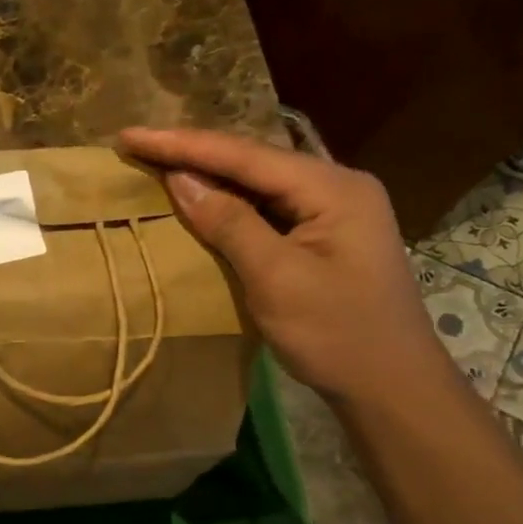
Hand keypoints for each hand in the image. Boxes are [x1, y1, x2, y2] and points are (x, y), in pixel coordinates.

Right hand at [119, 127, 449, 405]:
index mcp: (333, 187)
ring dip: (209, 172)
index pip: (245, 155)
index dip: (183, 144)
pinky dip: (229, 201)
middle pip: (253, 159)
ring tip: (158, 160)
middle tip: (137, 143)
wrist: (392, 388)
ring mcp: (334, 209)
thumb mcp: (276, 279)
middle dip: (193, 151)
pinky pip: (267, 205)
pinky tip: (200, 196)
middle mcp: (337, 185)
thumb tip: (180, 178)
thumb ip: (229, 222)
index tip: (130, 135)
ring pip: (259, 181)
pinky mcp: (325, 234)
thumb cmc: (337, 335)